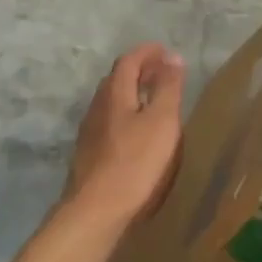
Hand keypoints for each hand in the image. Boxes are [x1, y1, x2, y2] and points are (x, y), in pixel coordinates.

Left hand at [63, 43, 186, 230]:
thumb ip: (167, 87)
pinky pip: (110, 121)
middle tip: (162, 72)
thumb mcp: (161, 121)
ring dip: (132, 93)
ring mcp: (90, 130)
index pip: (129, 60)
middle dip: (140, 70)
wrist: (95, 210)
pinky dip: (126, 115)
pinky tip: (137, 133)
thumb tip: (172, 56)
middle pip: (117, 78)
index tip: (165, 50)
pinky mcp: (89, 153)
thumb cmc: (135, 163)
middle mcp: (97, 105)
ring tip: (153, 101)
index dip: (147, 52)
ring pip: (112, 101)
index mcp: (114, 92)